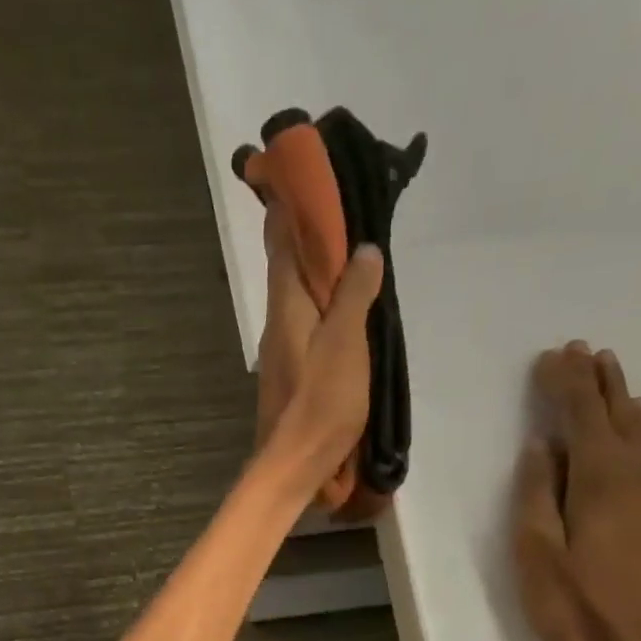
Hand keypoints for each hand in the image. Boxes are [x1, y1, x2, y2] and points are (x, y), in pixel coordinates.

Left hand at [253, 202, 383, 500]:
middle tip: (341, 205)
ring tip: (350, 247)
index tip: (302, 176)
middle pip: (289, 268)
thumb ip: (353, 297)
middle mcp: (278, 322)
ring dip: (319, 270)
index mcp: (286, 308)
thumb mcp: (345, 344)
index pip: (282, 245)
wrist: (294, 463)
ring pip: (299, 296)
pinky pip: (308, 322)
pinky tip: (345, 305)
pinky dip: (324, 303)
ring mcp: (283, 348)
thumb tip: (362, 250)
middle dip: (309, 235)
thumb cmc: (321, 403)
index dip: (289, 210)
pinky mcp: (293, 370)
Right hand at [514, 343, 640, 640]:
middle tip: (584, 350)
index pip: (582, 418)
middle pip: (617, 418)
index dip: (567, 385)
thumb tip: (543, 447)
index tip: (552, 356)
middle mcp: (637, 480)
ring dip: (620, 401)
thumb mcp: (537, 551)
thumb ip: (538, 494)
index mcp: (602, 482)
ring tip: (610, 374)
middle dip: (599, 382)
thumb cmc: (575, 606)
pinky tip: (633, 430)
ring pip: (639, 436)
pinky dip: (634, 431)